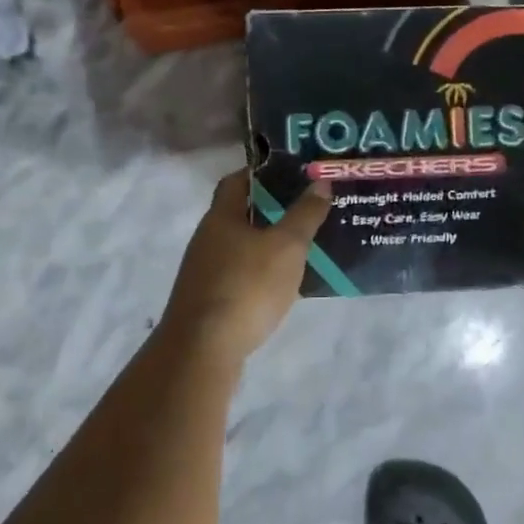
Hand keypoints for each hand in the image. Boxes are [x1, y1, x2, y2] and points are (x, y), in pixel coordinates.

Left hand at [156, 170, 331, 368]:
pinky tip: (282, 284)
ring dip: (267, 244)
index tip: (292, 173)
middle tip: (306, 209)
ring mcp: (204, 272)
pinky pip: (239, 275)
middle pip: (239, 214)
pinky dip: (260, 272)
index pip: (237, 181)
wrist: (202, 351)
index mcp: (221, 217)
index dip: (262, 173)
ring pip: (240, 247)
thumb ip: (305, 215)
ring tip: (302, 246)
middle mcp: (207, 239)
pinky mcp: (208, 301)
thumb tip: (321, 182)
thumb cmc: (246, 287)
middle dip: (271, 210)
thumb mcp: (286, 247)